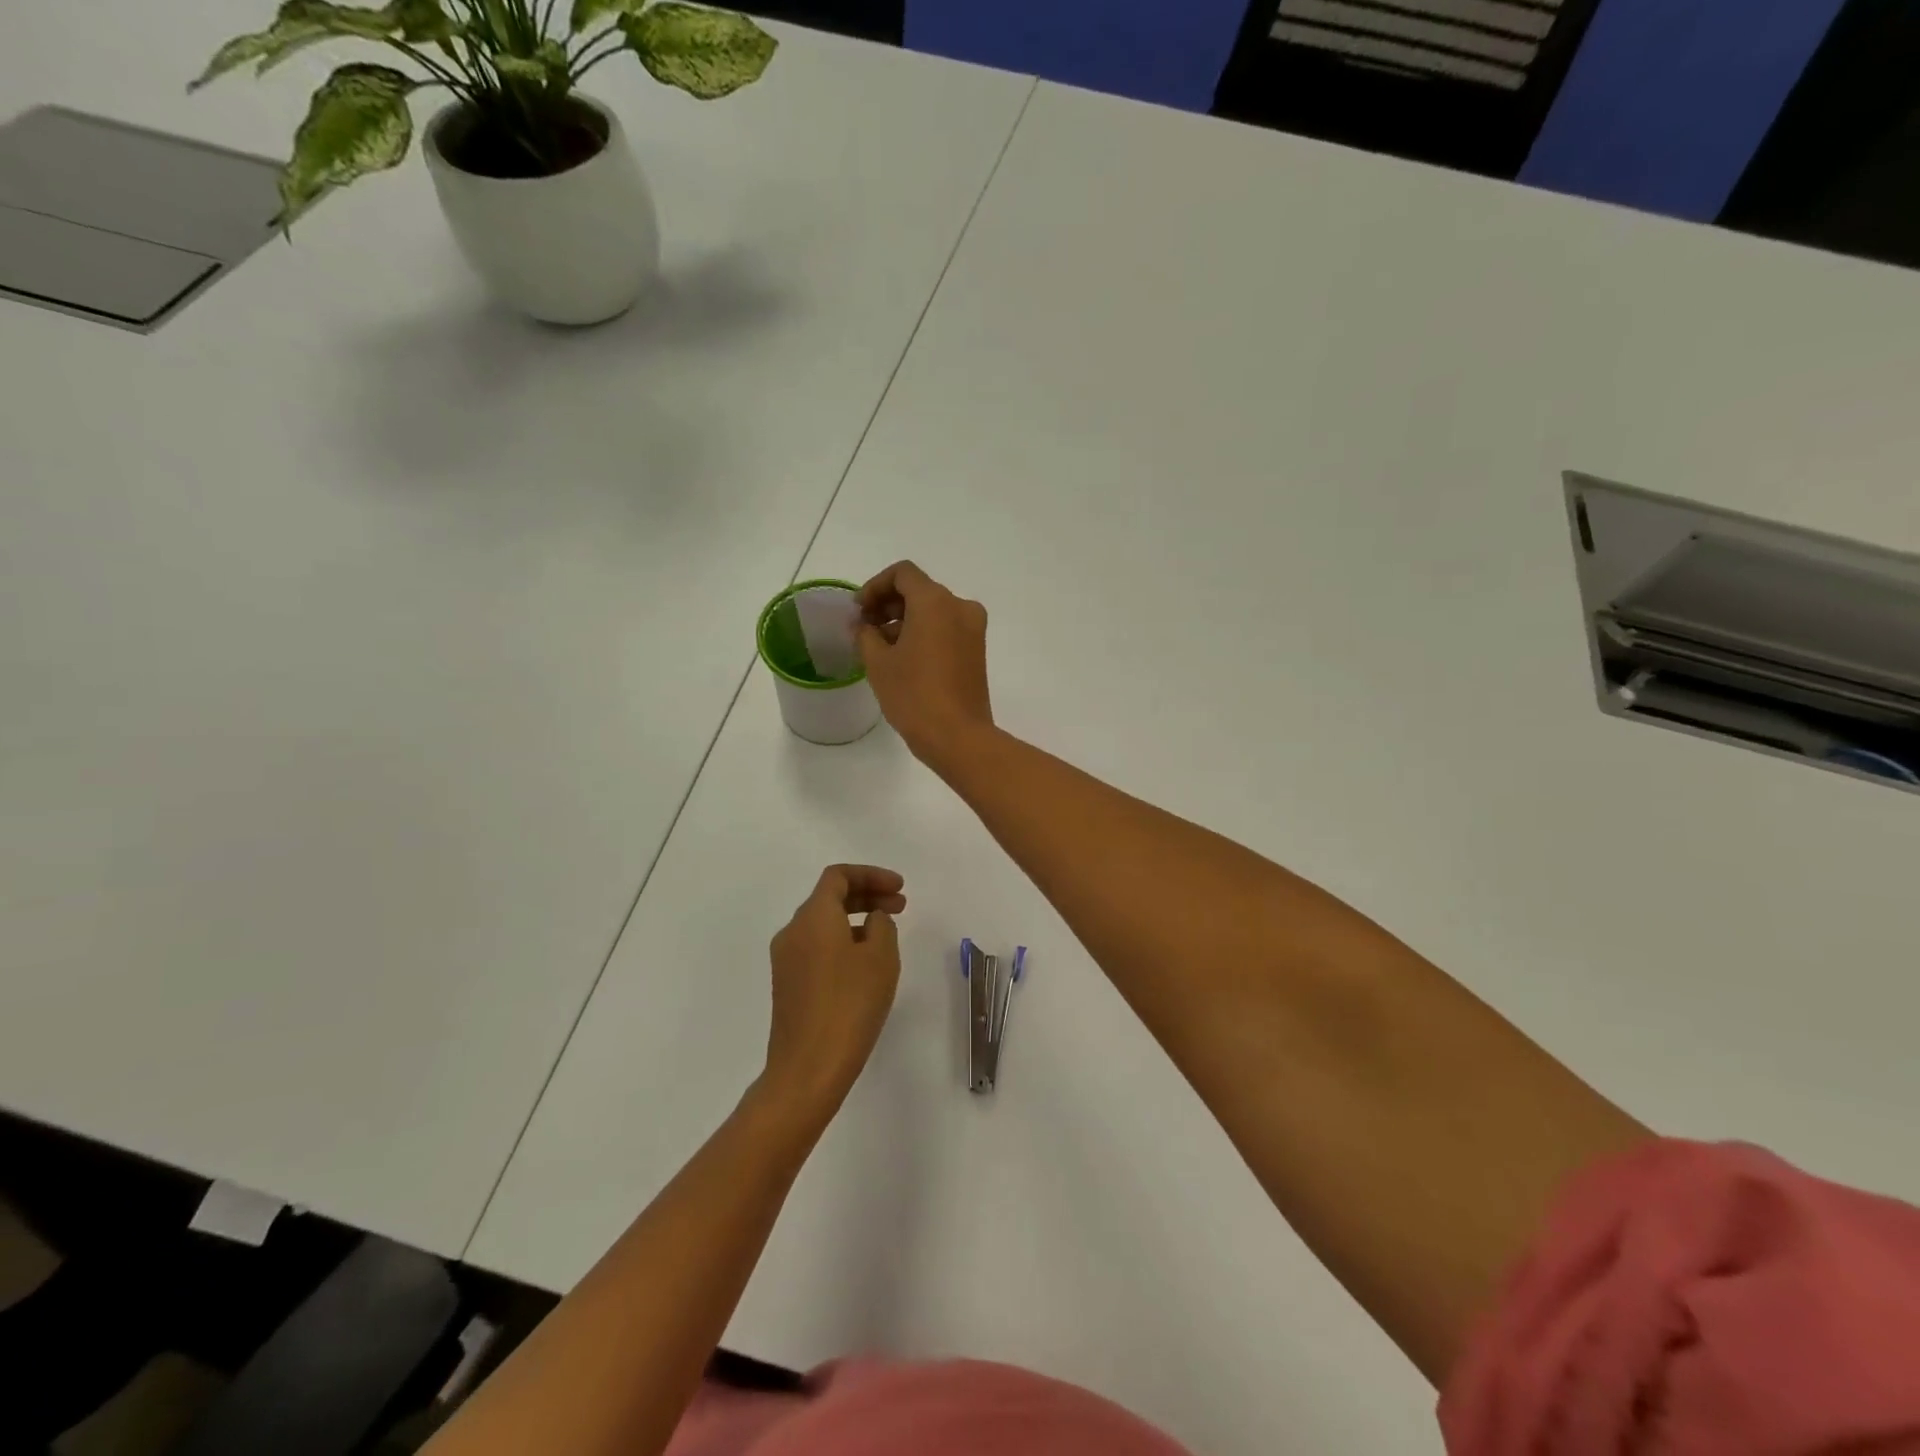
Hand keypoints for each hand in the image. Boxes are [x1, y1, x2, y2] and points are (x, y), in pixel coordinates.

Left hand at [760, 865, 906, 1126]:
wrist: (808, 1067)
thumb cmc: (850, 1004)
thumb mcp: (880, 958)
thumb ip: (881, 925)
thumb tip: (871, 920)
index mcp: (813, 916)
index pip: (838, 876)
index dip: (871, 875)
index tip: (900, 888)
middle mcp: (793, 930)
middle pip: (829, 897)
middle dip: (866, 895)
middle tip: (900, 906)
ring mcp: (786, 959)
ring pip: (823, 923)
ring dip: (855, 919)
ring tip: (886, 935)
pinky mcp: (787, 984)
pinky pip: (817, 947)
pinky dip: (842, 941)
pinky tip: (864, 963)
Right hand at [857, 561, 993, 771]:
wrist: (958, 736)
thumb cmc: (914, 695)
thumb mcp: (878, 663)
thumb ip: (865, 634)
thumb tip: (863, 625)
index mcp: (935, 601)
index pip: (903, 574)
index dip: (875, 586)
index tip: (859, 611)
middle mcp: (959, 607)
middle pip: (919, 590)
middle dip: (889, 604)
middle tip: (865, 628)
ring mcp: (973, 629)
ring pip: (933, 611)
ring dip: (905, 620)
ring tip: (879, 647)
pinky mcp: (977, 650)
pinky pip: (946, 629)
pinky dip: (924, 633)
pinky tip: (902, 658)